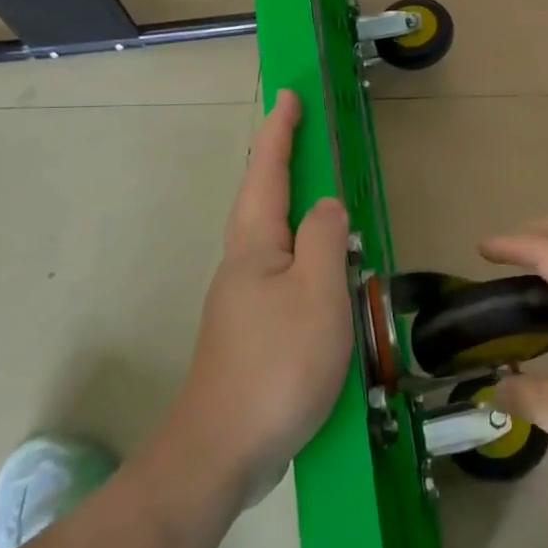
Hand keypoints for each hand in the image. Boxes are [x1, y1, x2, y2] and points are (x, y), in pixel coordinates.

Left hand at [176, 91, 352, 501]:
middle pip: (262, 198)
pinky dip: (302, 250)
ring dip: (292, 204)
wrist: (222, 452)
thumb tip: (326, 206)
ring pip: (272, 236)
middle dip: (280, 160)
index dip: (279, 131)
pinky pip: (282, 271)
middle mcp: (243, 263)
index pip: (268, 171)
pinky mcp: (252, 330)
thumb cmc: (276, 363)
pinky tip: (321, 269)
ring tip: (319, 192)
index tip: (288, 95)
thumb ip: (325, 238)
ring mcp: (243, 299)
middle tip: (303, 133)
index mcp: (255, 244)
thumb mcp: (317, 292)